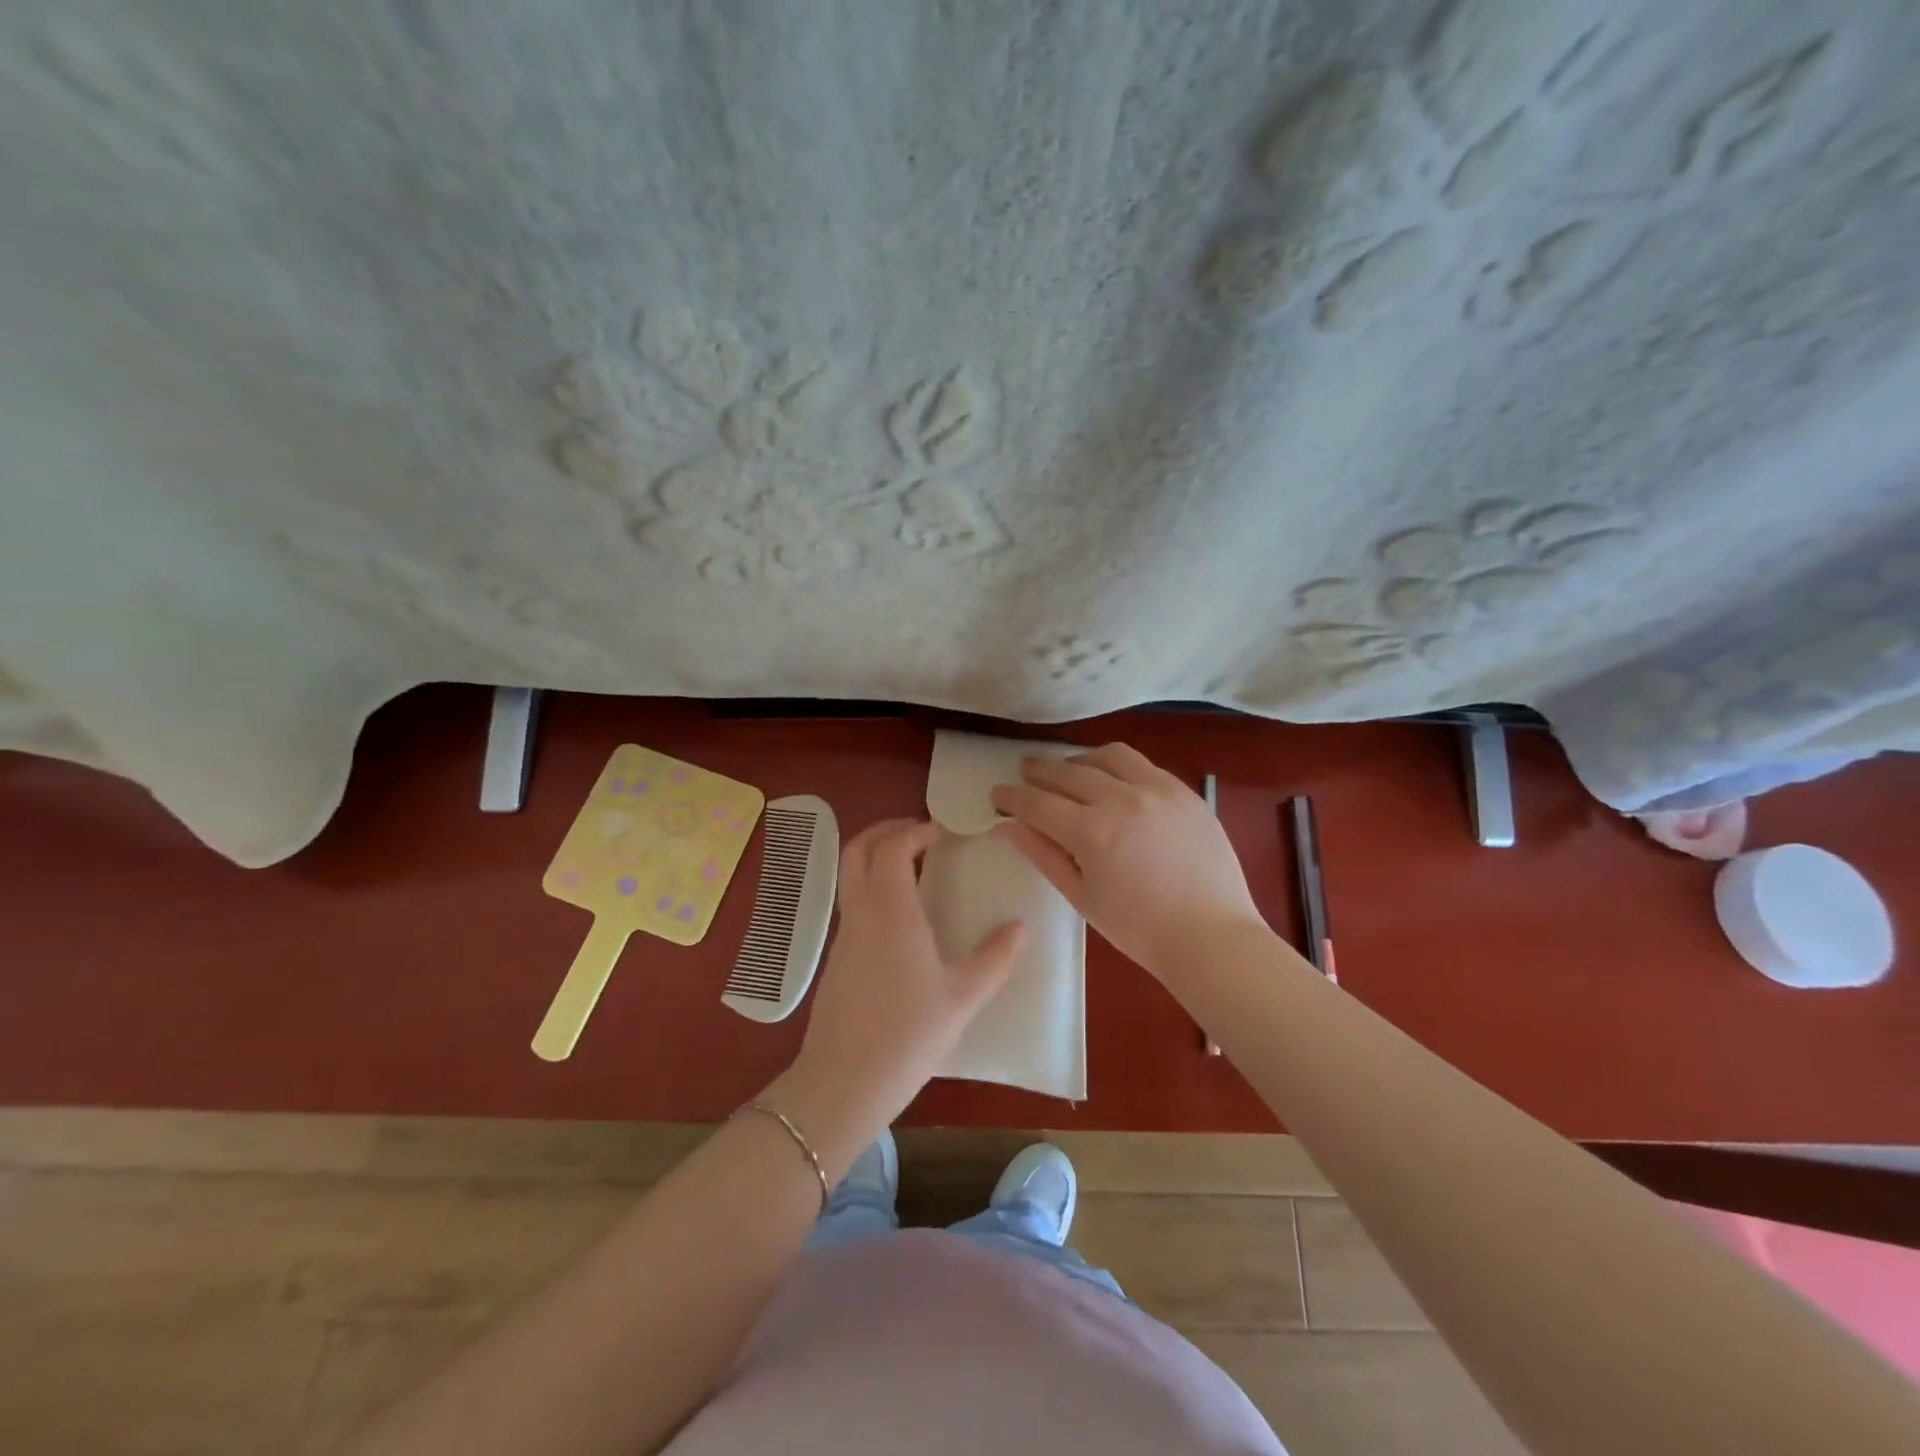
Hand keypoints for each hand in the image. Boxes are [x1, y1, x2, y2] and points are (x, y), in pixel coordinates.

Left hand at [785, 819, 1023, 1143]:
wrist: (843, 1084)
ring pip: (850, 877)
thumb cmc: (908, 1036)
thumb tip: (1020, 927)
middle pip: (857, 851)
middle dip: (885, 831)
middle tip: (920, 835)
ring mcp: (844, 937)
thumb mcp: (963, 998)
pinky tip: (902, 917)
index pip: (891, 847)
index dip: (913, 830)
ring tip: (916, 870)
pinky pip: (852, 904)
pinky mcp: (837, 959)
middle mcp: (861, 914)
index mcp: (891, 913)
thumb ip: (995, 959)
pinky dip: (872, 888)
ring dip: (877, 859)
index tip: (941, 833)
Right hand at [989, 743, 1262, 976]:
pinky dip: (1117, 765)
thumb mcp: (1082, 897)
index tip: (996, 794)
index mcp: (1093, 832)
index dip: (1012, 797)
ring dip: (1079, 759)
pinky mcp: (1184, 791)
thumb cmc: (1139, 929)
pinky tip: (1112, 779)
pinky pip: (1143, 764)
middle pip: (1068, 773)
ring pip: (1108, 756)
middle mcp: (1122, 799)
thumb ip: (1042, 855)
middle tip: (1023, 774)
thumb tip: (1005, 827)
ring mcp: (1158, 790)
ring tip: (1068, 771)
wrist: (1212, 937)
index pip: (1038, 803)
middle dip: (1039, 772)